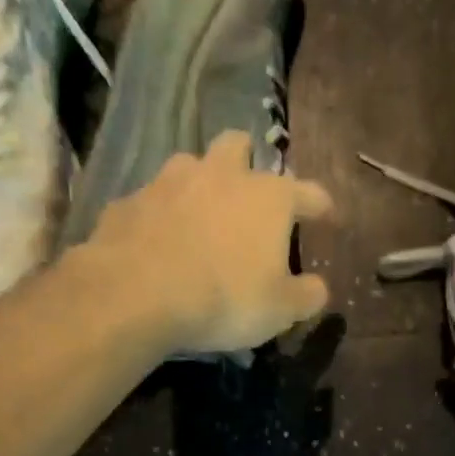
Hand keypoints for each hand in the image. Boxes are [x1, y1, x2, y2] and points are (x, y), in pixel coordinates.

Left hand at [83, 130, 334, 354]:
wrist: (136, 295)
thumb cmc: (224, 298)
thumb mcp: (280, 310)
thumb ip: (306, 295)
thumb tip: (318, 288)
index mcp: (268, 197)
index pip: (308, 192)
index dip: (320, 205)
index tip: (325, 215)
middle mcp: (221, 176)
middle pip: (238, 145)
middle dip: (247, 161)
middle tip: (248, 191)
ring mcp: (169, 183)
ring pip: (189, 165)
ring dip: (198, 183)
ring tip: (199, 215)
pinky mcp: (129, 202)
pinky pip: (150, 201)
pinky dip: (158, 216)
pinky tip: (156, 242)